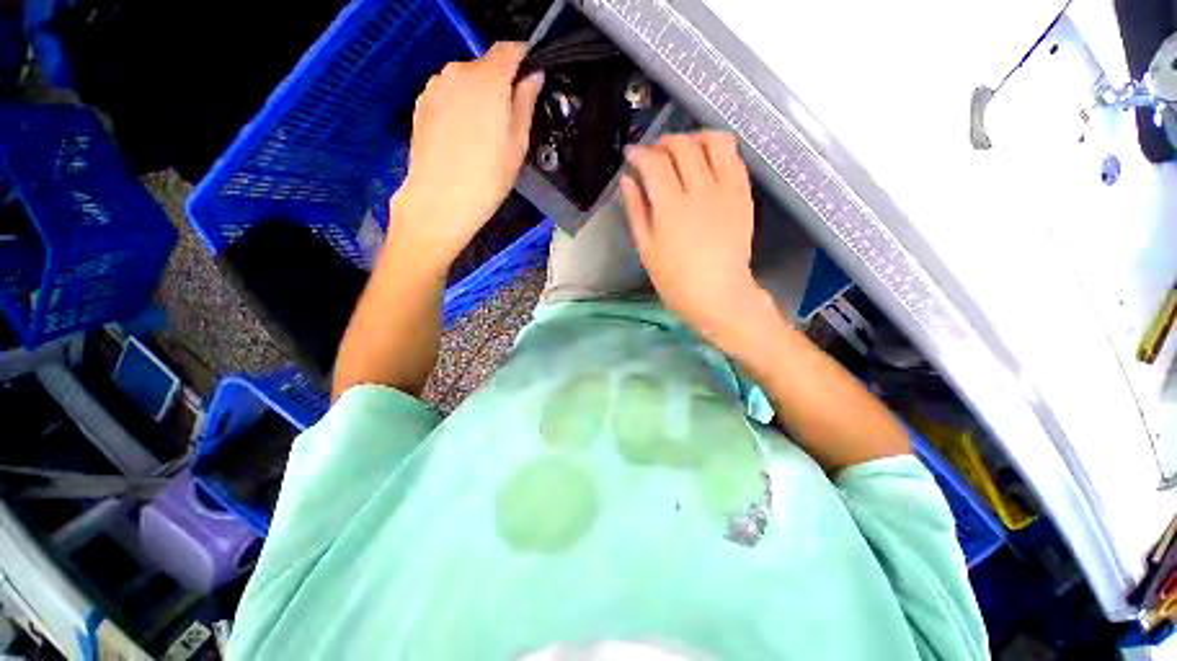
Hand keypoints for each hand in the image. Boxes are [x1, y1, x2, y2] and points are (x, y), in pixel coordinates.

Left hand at [390, 42, 543, 269]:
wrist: (441, 199)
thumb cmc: (489, 176)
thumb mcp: (518, 143)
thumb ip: (525, 103)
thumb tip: (533, 76)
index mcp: (488, 79)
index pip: (509, 49)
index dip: (523, 58)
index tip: (530, 76)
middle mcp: (458, 71)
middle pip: (486, 66)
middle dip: (499, 84)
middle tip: (505, 121)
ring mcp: (435, 86)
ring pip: (465, 80)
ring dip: (477, 95)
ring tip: (480, 134)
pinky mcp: (421, 102)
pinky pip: (447, 94)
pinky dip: (458, 105)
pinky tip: (460, 137)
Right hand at [620, 132, 769, 343]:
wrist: (719, 295)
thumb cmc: (675, 280)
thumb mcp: (646, 249)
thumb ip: (636, 210)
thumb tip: (627, 179)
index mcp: (671, 208)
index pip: (654, 163)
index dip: (639, 153)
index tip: (631, 154)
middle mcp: (701, 191)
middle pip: (683, 146)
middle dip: (664, 142)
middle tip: (654, 154)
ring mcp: (727, 191)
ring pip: (716, 142)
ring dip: (696, 137)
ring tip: (685, 149)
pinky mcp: (744, 196)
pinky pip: (735, 158)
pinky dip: (718, 151)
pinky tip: (707, 163)